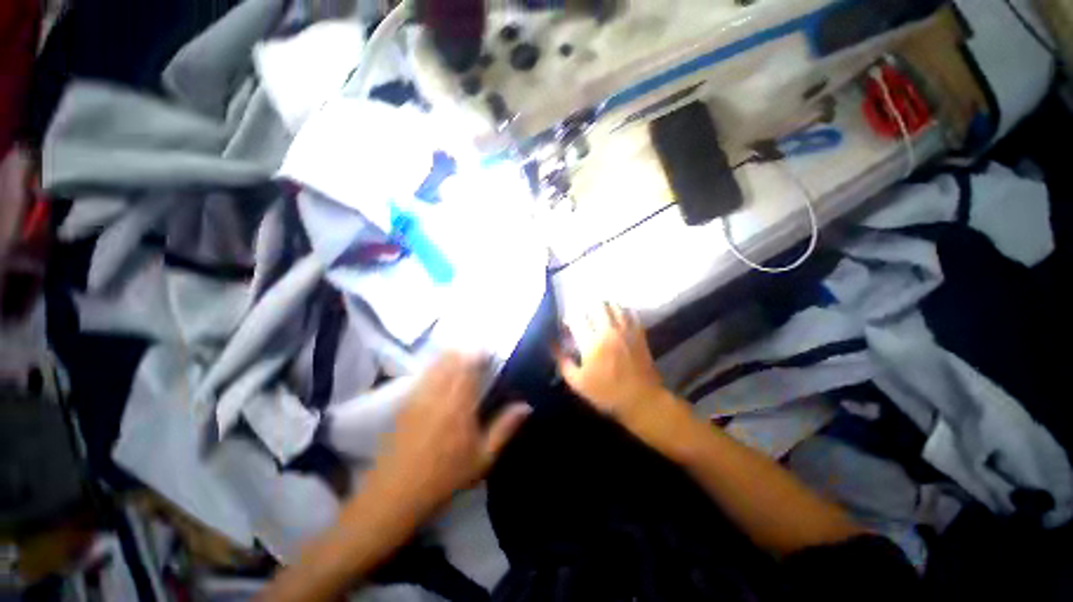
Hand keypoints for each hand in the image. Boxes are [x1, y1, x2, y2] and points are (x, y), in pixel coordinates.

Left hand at [372, 352, 530, 513]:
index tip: (489, 352)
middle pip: (452, 360)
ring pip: (437, 364)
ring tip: (461, 355)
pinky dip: (435, 366)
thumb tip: (526, 406)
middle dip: (466, 351)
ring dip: (450, 356)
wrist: (397, 492)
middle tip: (477, 353)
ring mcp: (420, 396)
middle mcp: (439, 393)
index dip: (479, 354)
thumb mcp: (483, 456)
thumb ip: (505, 427)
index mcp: (460, 404)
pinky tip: (440, 370)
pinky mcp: (406, 402)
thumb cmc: (446, 475)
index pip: (470, 367)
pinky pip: (424, 374)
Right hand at [557, 303, 672, 426]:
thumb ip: (564, 362)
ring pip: (615, 306)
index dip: (570, 318)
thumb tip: (553, 345)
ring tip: (600, 311)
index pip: (577, 319)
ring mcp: (626, 331)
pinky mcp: (639, 334)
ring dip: (605, 305)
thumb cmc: (606, 393)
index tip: (567, 323)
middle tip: (584, 314)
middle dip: (587, 307)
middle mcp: (608, 331)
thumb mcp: (578, 383)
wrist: (642, 400)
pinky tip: (619, 315)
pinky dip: (623, 311)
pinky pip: (631, 314)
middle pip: (597, 306)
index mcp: (592, 343)